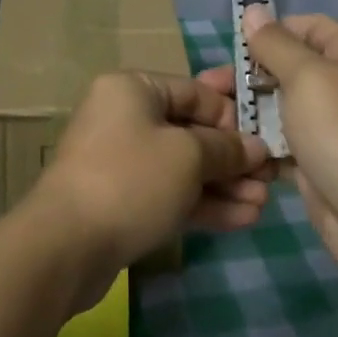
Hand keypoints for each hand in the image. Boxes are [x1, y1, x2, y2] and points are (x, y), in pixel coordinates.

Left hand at [26, 71, 271, 309]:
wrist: (65, 246)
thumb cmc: (131, 179)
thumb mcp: (188, 156)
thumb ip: (226, 148)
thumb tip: (255, 148)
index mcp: (134, 89)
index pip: (195, 92)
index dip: (233, 115)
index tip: (265, 139)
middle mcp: (125, 118)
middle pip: (191, 131)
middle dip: (233, 157)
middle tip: (272, 178)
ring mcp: (121, 162)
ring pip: (183, 167)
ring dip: (224, 185)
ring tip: (264, 204)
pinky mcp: (122, 202)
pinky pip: (170, 194)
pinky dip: (203, 204)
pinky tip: (243, 219)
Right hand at [236, 6, 337, 285]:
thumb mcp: (306, 77)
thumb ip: (276, 44)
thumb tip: (254, 10)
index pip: (307, 26)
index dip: (272, 31)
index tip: (236, 49)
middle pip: (288, 68)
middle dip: (250, 77)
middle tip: (210, 88)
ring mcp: (331, 128)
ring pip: (280, 109)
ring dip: (249, 114)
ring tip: (212, 122)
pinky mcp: (317, 163)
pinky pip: (282, 145)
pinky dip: (260, 147)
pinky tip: (231, 151)